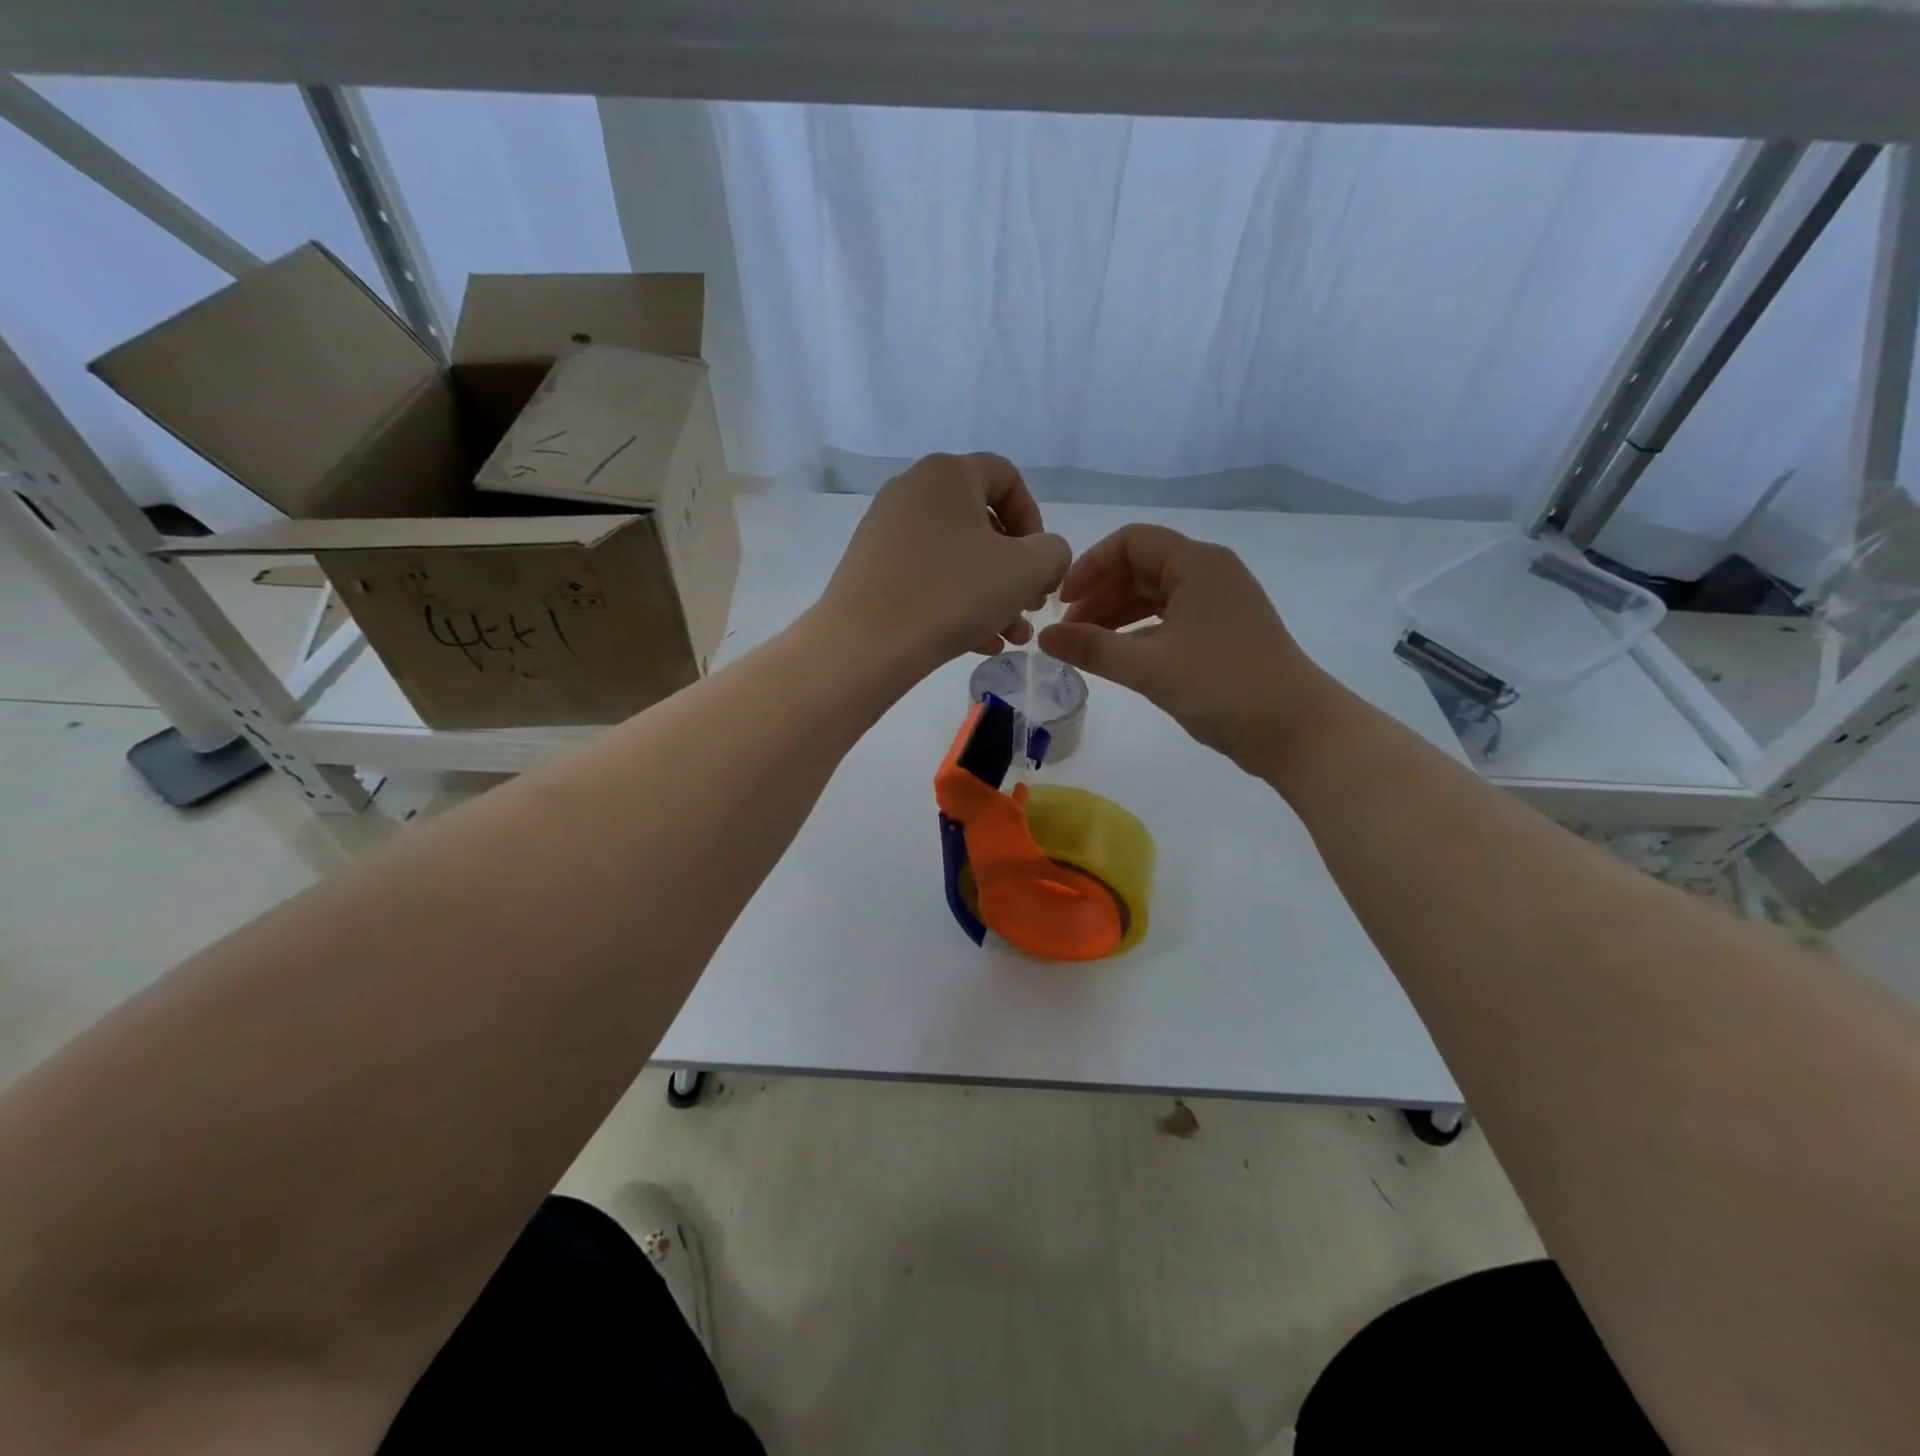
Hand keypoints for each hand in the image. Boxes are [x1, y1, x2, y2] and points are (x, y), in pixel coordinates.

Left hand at [818, 453, 1070, 670]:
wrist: (866, 644)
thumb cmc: (954, 594)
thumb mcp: (1027, 570)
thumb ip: (1053, 553)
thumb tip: (1043, 557)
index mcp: (948, 473)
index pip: (1006, 478)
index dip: (1035, 521)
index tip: (1040, 564)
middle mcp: (912, 491)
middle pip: (981, 524)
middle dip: (1015, 570)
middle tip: (1030, 608)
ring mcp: (885, 531)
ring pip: (956, 558)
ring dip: (991, 596)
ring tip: (1011, 637)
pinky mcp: (870, 568)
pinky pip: (927, 578)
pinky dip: (957, 604)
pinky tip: (979, 644)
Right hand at [1038, 525, 1333, 769]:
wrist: (1296, 730)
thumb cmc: (1224, 687)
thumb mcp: (1149, 667)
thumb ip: (1092, 648)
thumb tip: (1043, 637)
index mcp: (1197, 563)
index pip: (1130, 542)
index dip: (1089, 566)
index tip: (1062, 603)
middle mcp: (1209, 573)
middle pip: (1140, 567)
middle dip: (1099, 594)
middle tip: (1067, 631)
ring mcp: (1218, 603)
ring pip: (1153, 595)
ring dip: (1116, 615)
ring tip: (1085, 646)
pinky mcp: (1221, 632)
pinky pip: (1169, 619)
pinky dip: (1139, 632)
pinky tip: (1118, 656)